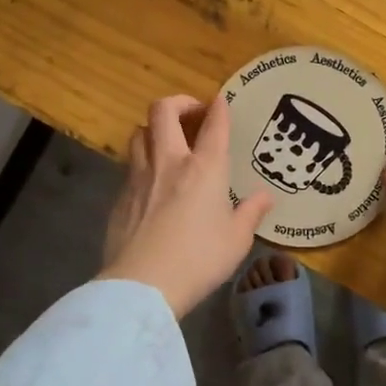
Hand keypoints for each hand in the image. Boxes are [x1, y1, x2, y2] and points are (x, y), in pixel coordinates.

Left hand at [99, 95, 275, 316]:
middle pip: (163, 111)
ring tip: (167, 142)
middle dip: (179, 102)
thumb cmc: (199, 259)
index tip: (221, 101)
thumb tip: (265, 197)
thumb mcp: (237, 239)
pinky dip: (143, 162)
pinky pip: (130, 165)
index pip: (214, 125)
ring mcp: (139, 177)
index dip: (219, 108)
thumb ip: (251, 212)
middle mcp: (170, 162)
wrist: (143, 284)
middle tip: (192, 113)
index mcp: (205, 168)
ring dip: (154, 129)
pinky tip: (152, 182)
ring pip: (139, 133)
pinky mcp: (120, 197)